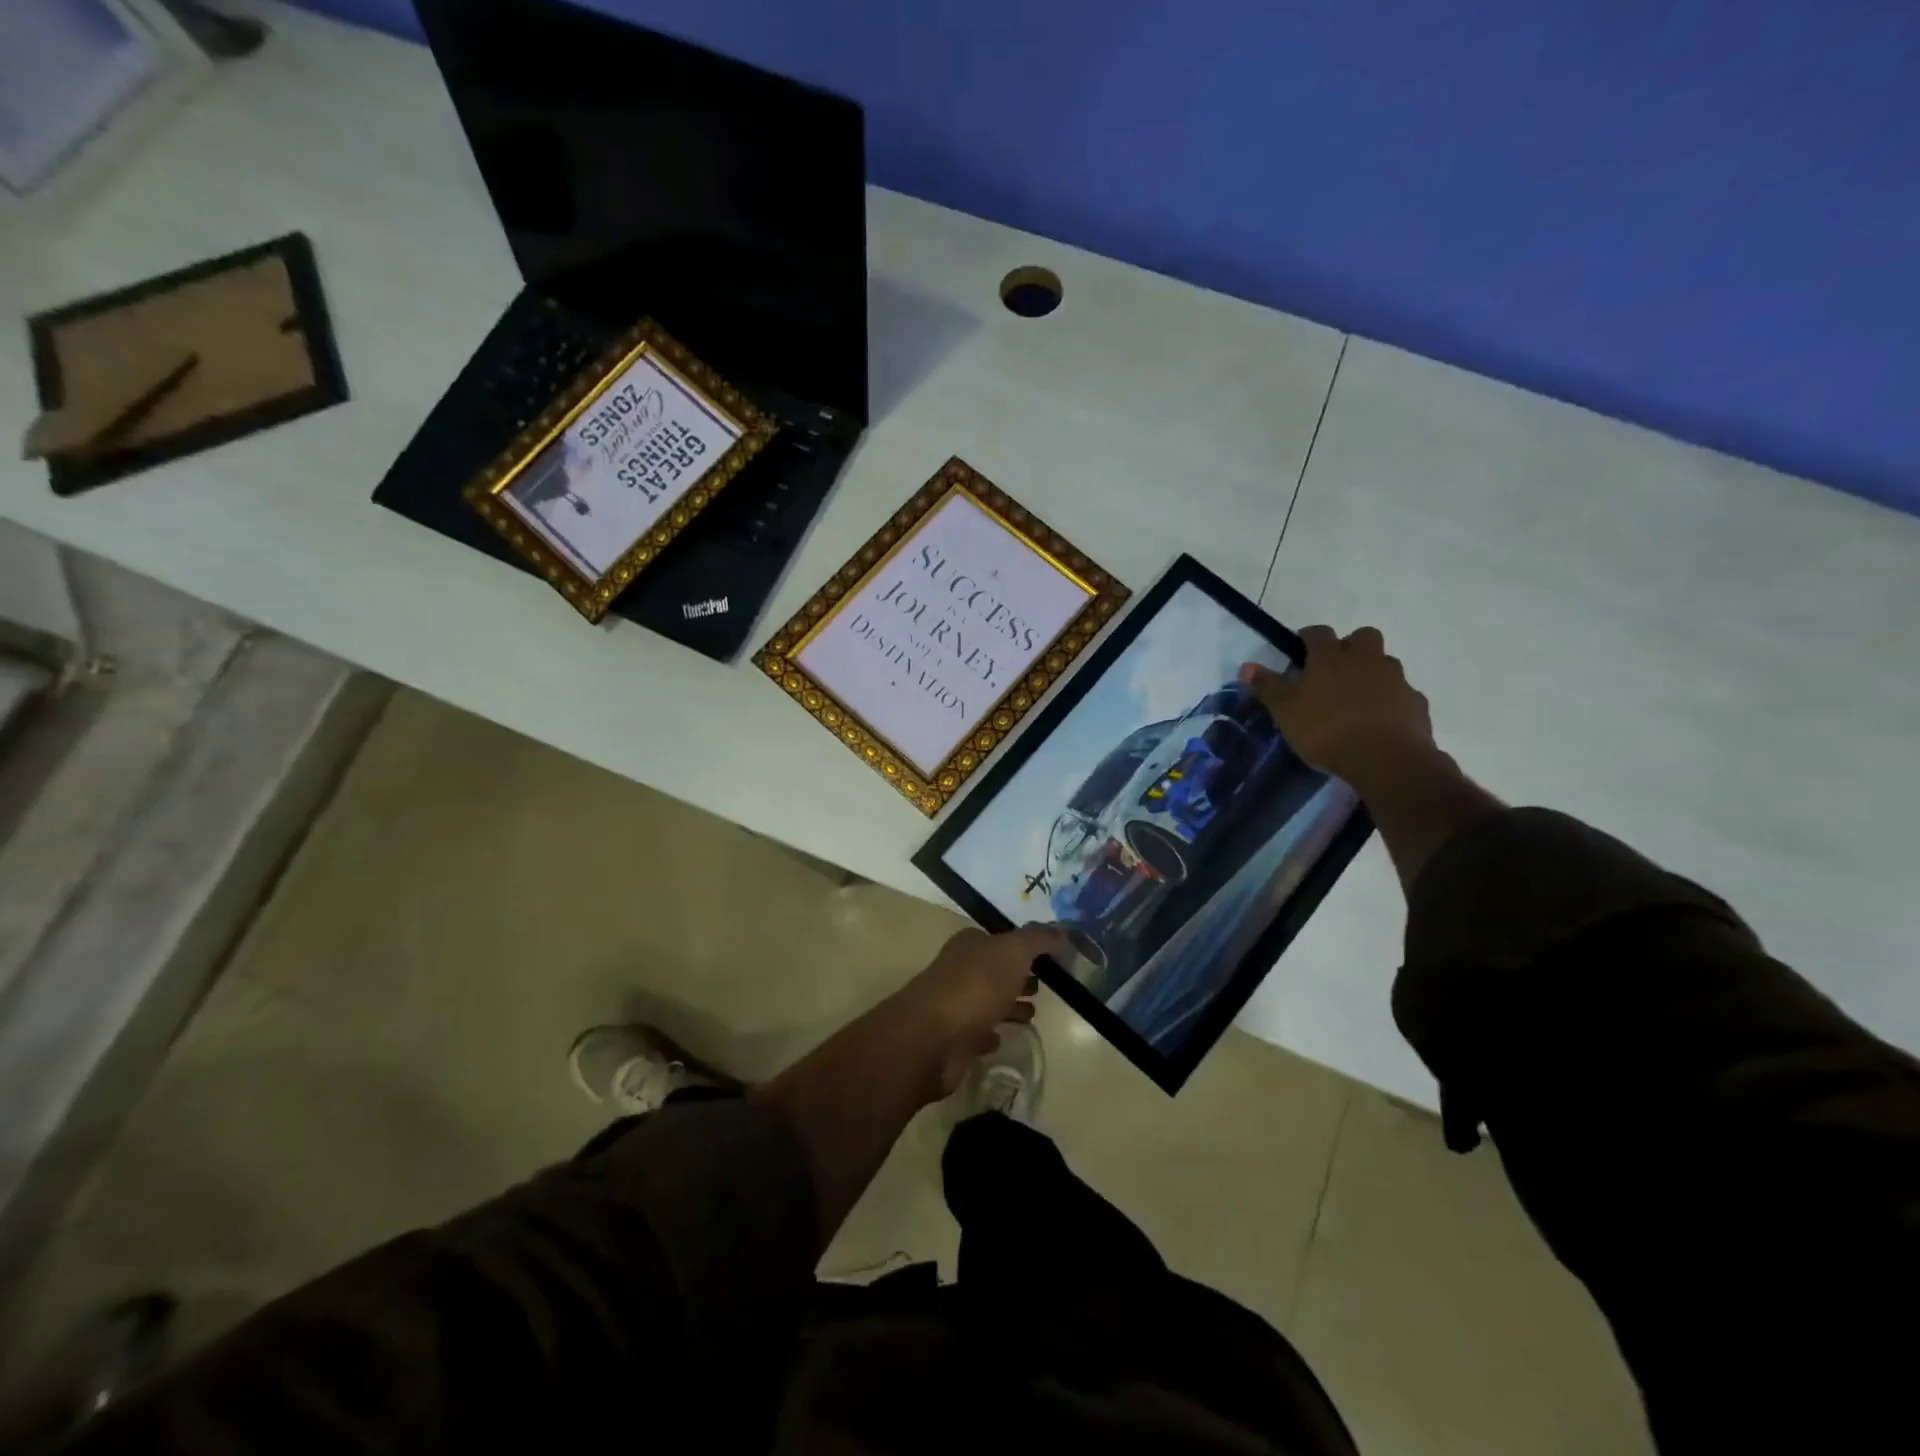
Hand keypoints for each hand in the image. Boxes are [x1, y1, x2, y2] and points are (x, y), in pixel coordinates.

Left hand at [888, 924, 1068, 1100]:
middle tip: (1042, 987)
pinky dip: (989, 1035)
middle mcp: (958, 971)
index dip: (1021, 947)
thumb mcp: (1013, 952)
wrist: (934, 1037)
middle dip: (1016, 977)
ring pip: (986, 1002)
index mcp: (969, 945)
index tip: (1046, 958)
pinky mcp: (953, 1040)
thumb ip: (1038, 939)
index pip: (998, 940)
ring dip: (1007, 1007)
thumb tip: (1063, 929)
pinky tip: (1001, 1039)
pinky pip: (976, 1034)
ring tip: (1032, 1014)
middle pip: (993, 971)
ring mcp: (953, 1006)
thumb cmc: (976, 985)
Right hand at [1239, 626, 1433, 789]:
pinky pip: (1401, 693)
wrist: (1386, 759)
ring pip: (1384, 663)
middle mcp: (1366, 659)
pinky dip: (1390, 700)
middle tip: (1334, 670)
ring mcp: (1395, 679)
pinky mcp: (1415, 703)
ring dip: (1371, 672)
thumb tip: (1246, 666)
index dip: (1307, 638)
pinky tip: (1379, 720)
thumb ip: (1267, 687)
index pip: (1318, 633)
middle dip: (1349, 646)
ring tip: (1356, 698)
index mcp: (1330, 657)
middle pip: (1362, 637)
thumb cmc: (1326, 730)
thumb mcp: (1285, 711)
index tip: (1299, 650)